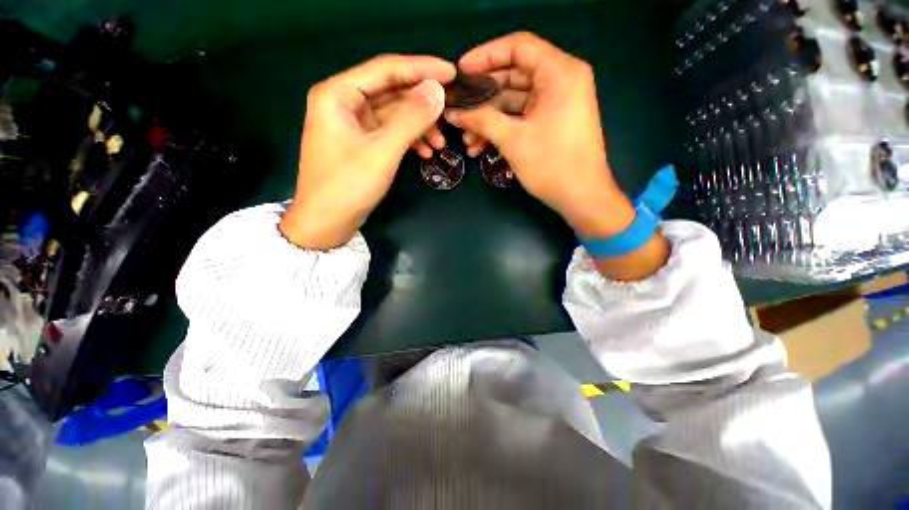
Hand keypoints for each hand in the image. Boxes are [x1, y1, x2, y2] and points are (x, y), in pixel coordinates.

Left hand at [280, 55, 455, 249]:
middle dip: (422, 105)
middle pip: (391, 93)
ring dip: (419, 127)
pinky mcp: (361, 144)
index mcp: (338, 93)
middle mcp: (344, 103)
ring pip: (393, 116)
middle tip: (451, 113)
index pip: (386, 69)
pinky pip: (390, 133)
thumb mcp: (383, 151)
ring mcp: (353, 125)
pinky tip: (426, 152)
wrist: (326, 223)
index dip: (421, 69)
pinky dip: (409, 141)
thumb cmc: (348, 186)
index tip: (452, 73)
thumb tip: (438, 90)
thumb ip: (411, 119)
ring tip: (440, 144)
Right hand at [444, 32, 633, 238]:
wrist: (581, 197)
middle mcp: (561, 81)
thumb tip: (453, 112)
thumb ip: (481, 120)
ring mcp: (557, 103)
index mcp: (559, 73)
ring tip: (467, 140)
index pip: (518, 47)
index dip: (485, 56)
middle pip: (514, 76)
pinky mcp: (553, 122)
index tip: (461, 71)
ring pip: (515, 102)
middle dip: (483, 97)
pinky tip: (481, 147)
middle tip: (458, 110)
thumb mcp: (513, 140)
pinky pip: (522, 117)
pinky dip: (503, 129)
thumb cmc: (551, 165)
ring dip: (489, 119)